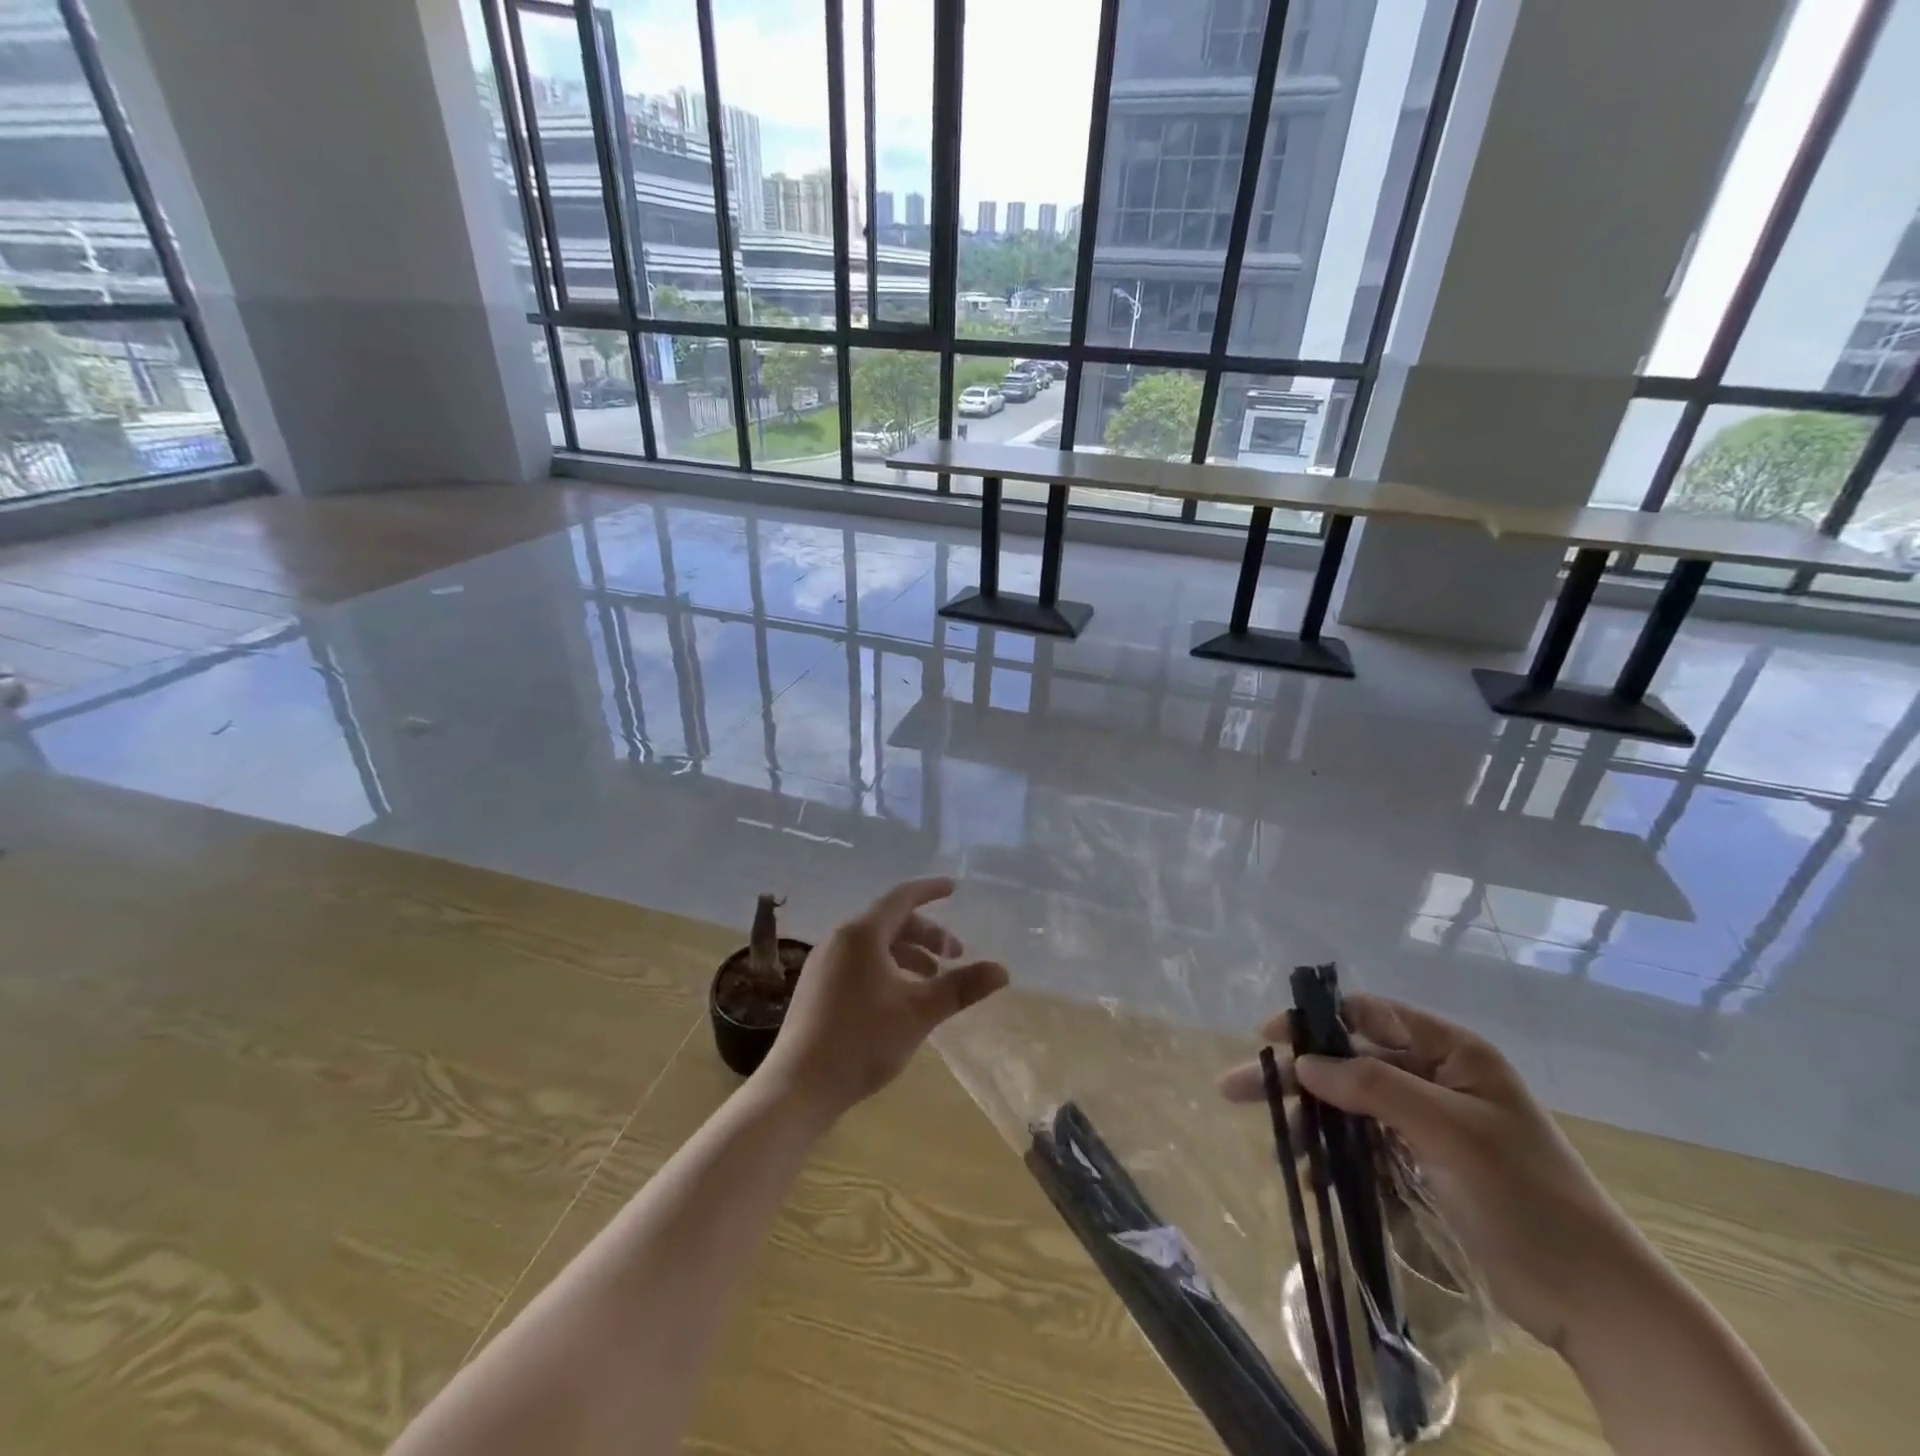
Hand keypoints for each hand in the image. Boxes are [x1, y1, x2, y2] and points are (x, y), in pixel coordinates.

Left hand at [757, 878, 1007, 1117]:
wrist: (798, 1086)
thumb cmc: (862, 1041)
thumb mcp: (919, 1013)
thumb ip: (961, 988)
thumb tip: (1003, 971)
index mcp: (862, 934)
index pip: (902, 897)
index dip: (930, 890)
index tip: (954, 889)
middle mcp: (839, 939)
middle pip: (889, 922)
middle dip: (926, 934)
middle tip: (955, 957)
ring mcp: (823, 964)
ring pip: (874, 944)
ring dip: (907, 954)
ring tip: (932, 981)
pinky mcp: (816, 987)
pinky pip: (859, 962)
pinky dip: (887, 967)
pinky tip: (900, 998)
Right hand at [1220, 994, 1655, 1352]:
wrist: (1595, 1303)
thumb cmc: (1527, 1198)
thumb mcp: (1449, 1132)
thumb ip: (1374, 1086)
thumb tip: (1304, 1061)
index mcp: (1452, 1053)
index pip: (1369, 1015)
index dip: (1316, 1020)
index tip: (1268, 1037)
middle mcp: (1436, 1078)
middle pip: (1350, 1061)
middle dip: (1298, 1076)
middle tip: (1236, 1087)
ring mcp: (1430, 1123)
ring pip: (1352, 1106)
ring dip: (1314, 1123)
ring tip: (1281, 1148)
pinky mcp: (1425, 1165)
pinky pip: (1366, 1145)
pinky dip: (1336, 1156)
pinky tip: (1314, 1178)